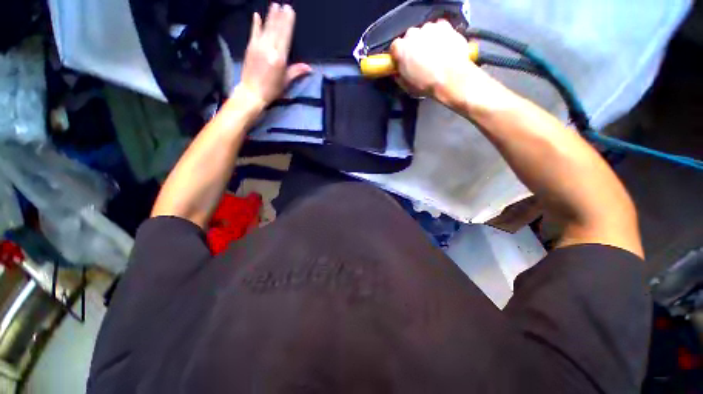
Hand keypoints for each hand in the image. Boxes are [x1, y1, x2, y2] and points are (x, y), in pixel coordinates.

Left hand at [237, 3, 310, 108]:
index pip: (285, 36)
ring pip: (266, 28)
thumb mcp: (285, 82)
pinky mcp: (250, 48)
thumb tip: (309, 68)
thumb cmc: (271, 90)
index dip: (288, 23)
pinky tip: (257, 15)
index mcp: (279, 58)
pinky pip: (253, 32)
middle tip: (285, 5)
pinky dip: (255, 24)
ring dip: (270, 16)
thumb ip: (296, 71)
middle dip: (280, 16)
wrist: (251, 93)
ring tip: (275, 5)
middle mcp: (269, 49)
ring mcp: (258, 46)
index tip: (290, 11)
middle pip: (276, 29)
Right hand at [390, 20, 507, 111]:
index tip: (403, 61)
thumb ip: (399, 76)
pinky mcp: (444, 26)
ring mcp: (429, 28)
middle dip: (413, 47)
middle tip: (419, 59)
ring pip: (424, 32)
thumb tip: (397, 73)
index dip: (399, 55)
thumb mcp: (407, 86)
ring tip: (433, 54)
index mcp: (401, 49)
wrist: (451, 78)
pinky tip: (443, 47)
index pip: (394, 48)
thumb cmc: (427, 84)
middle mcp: (413, 34)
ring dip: (426, 40)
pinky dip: (439, 36)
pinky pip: (438, 29)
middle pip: (409, 37)